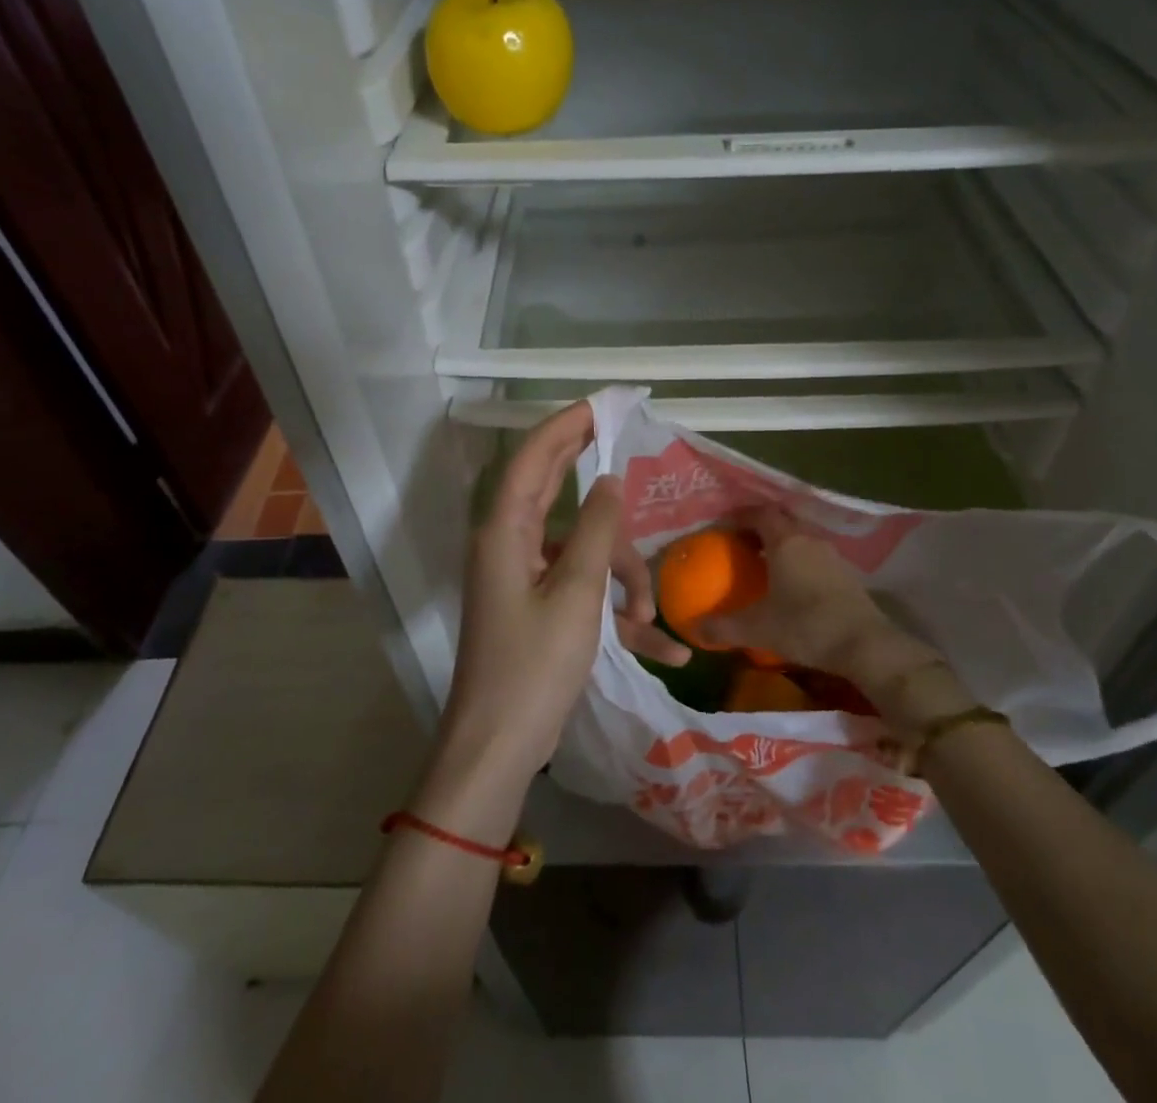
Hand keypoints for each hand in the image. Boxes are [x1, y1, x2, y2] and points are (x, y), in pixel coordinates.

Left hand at [440, 403, 680, 793]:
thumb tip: (609, 480)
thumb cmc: (533, 668)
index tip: (603, 405)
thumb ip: (595, 531)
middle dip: (596, 478)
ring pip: (582, 549)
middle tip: (629, 447)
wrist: (496, 750)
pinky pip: (581, 589)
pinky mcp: (536, 607)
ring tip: (652, 619)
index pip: (534, 456)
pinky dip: (614, 609)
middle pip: (554, 488)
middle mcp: (510, 543)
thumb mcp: (576, 595)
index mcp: (506, 530)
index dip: (566, 425)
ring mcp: (522, 577)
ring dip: (622, 576)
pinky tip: (661, 646)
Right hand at [697, 506, 895, 669]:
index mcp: (785, 541)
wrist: (866, 645)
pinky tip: (793, 585)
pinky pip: (815, 556)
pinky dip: (800, 561)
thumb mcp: (758, 628)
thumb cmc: (806, 626)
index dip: (741, 515)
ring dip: (782, 545)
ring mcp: (832, 556)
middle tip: (740, 544)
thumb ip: (724, 627)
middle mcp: (809, 540)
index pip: (760, 513)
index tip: (723, 527)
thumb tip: (694, 629)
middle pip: (781, 521)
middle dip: (760, 528)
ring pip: (801, 538)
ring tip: (764, 564)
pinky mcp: (847, 574)